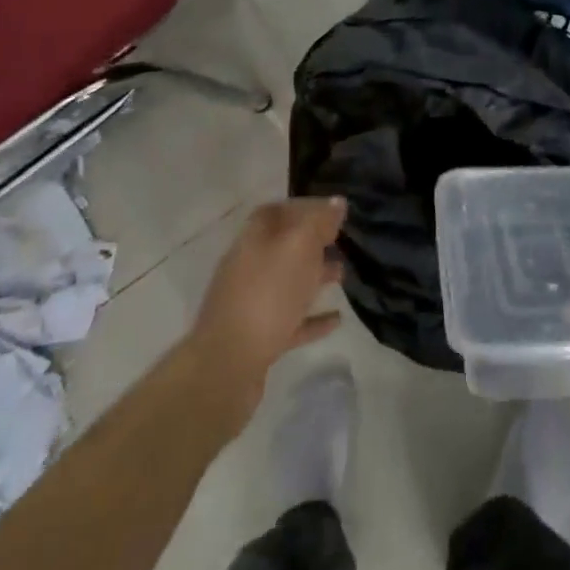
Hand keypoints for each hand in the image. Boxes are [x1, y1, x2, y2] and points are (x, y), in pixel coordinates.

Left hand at [184, 197, 346, 424]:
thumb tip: (337, 202)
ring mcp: (251, 304)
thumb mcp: (299, 248)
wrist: (227, 367)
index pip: (276, 211)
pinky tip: (336, 319)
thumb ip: (319, 223)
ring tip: (343, 276)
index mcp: (253, 240)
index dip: (302, 207)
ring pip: (287, 283)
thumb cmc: (267, 296)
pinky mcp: (258, 338)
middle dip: (312, 243)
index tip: (331, 211)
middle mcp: (248, 267)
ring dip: (314, 277)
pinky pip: (290, 320)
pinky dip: (312, 318)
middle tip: (341, 242)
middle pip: (282, 247)